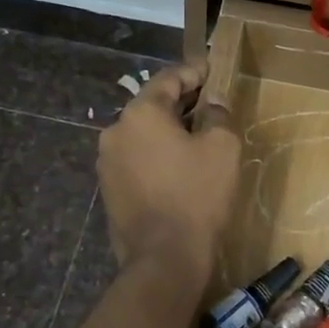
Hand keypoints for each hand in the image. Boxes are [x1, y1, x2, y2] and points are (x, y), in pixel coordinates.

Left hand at [98, 63, 240, 288]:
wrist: (164, 257)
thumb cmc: (197, 195)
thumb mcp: (222, 148)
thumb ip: (218, 115)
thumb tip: (213, 103)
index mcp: (141, 113)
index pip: (168, 79)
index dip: (193, 72)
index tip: (212, 70)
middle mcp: (116, 130)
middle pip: (152, 105)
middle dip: (181, 101)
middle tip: (209, 102)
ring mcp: (107, 161)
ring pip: (142, 132)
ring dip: (167, 129)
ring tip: (196, 135)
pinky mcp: (108, 187)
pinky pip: (136, 157)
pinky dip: (156, 153)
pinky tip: (177, 165)